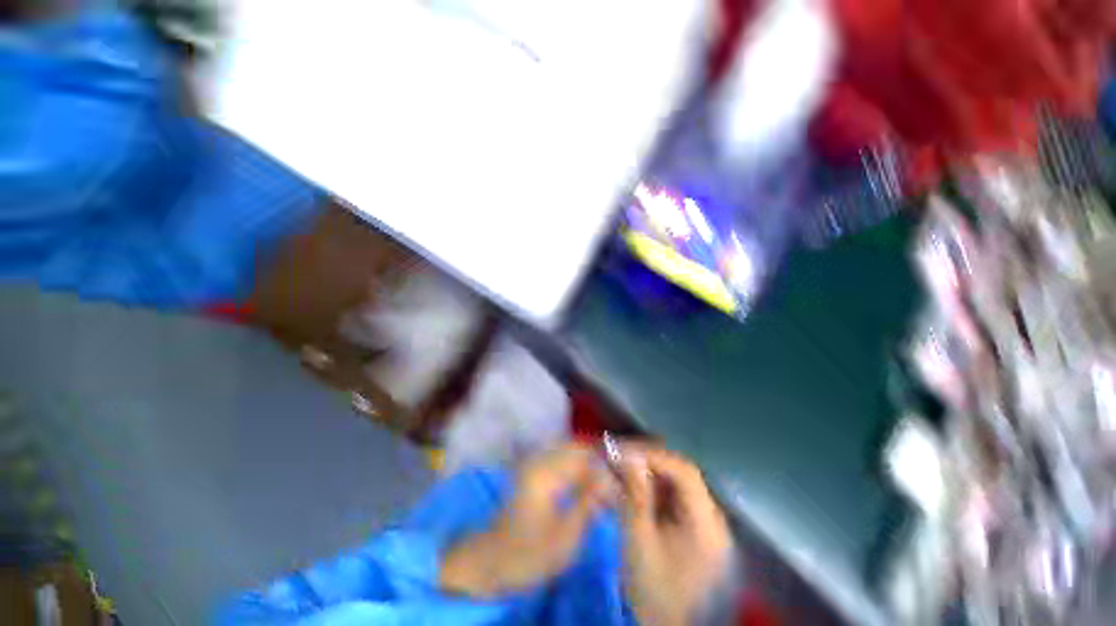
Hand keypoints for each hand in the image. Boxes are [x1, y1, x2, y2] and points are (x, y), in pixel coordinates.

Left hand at [439, 443, 609, 597]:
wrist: (490, 562)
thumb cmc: (527, 554)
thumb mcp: (564, 537)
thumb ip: (588, 503)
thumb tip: (610, 480)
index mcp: (545, 473)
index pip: (584, 456)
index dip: (606, 465)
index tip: (624, 481)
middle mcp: (539, 460)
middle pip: (578, 448)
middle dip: (600, 460)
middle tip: (620, 480)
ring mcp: (534, 463)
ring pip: (571, 451)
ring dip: (591, 463)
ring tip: (608, 483)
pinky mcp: (534, 471)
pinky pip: (562, 459)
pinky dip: (579, 467)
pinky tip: (590, 484)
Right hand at [619, 445, 733, 625]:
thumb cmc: (652, 589)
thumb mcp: (639, 540)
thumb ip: (635, 495)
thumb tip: (628, 455)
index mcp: (706, 524)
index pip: (684, 472)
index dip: (654, 455)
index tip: (624, 450)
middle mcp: (711, 518)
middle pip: (680, 474)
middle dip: (647, 462)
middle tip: (618, 456)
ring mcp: (703, 523)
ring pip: (674, 483)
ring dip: (647, 473)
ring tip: (620, 468)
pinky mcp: (692, 527)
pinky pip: (671, 496)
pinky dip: (650, 487)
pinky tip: (631, 486)